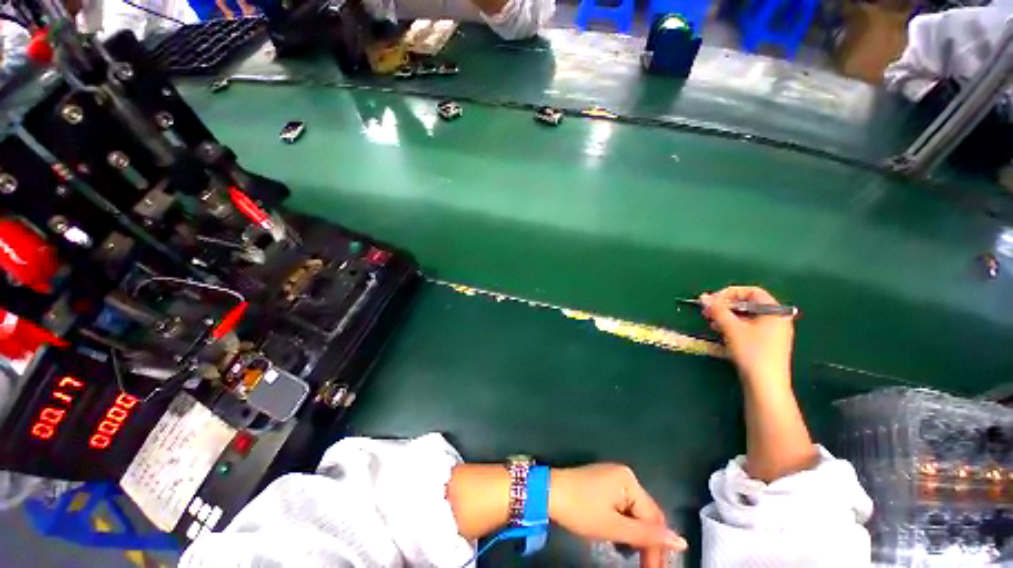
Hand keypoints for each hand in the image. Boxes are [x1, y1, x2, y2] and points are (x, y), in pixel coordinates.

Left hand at [549, 464, 685, 567]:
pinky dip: (622, 523)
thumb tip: (681, 541)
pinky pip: (621, 505)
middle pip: (644, 513)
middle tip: (642, 566)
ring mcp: (612, 476)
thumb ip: (647, 535)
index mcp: (629, 481)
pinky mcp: (603, 482)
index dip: (656, 547)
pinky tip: (616, 536)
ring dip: (633, 533)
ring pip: (633, 511)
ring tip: (626, 552)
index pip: (653, 517)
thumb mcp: (614, 527)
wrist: (548, 492)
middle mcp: (624, 475)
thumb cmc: (581, 509)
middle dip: (645, 540)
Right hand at [699, 286, 794, 391]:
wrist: (765, 384)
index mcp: (775, 311)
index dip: (730, 293)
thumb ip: (717, 309)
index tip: (712, 300)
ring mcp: (773, 332)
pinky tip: (721, 331)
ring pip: (746, 316)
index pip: (751, 291)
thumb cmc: (752, 352)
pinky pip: (748, 327)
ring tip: (711, 321)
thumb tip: (703, 297)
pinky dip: (733, 325)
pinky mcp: (766, 343)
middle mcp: (777, 318)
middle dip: (726, 305)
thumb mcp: (732, 327)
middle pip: (748, 303)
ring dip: (727, 315)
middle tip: (708, 310)